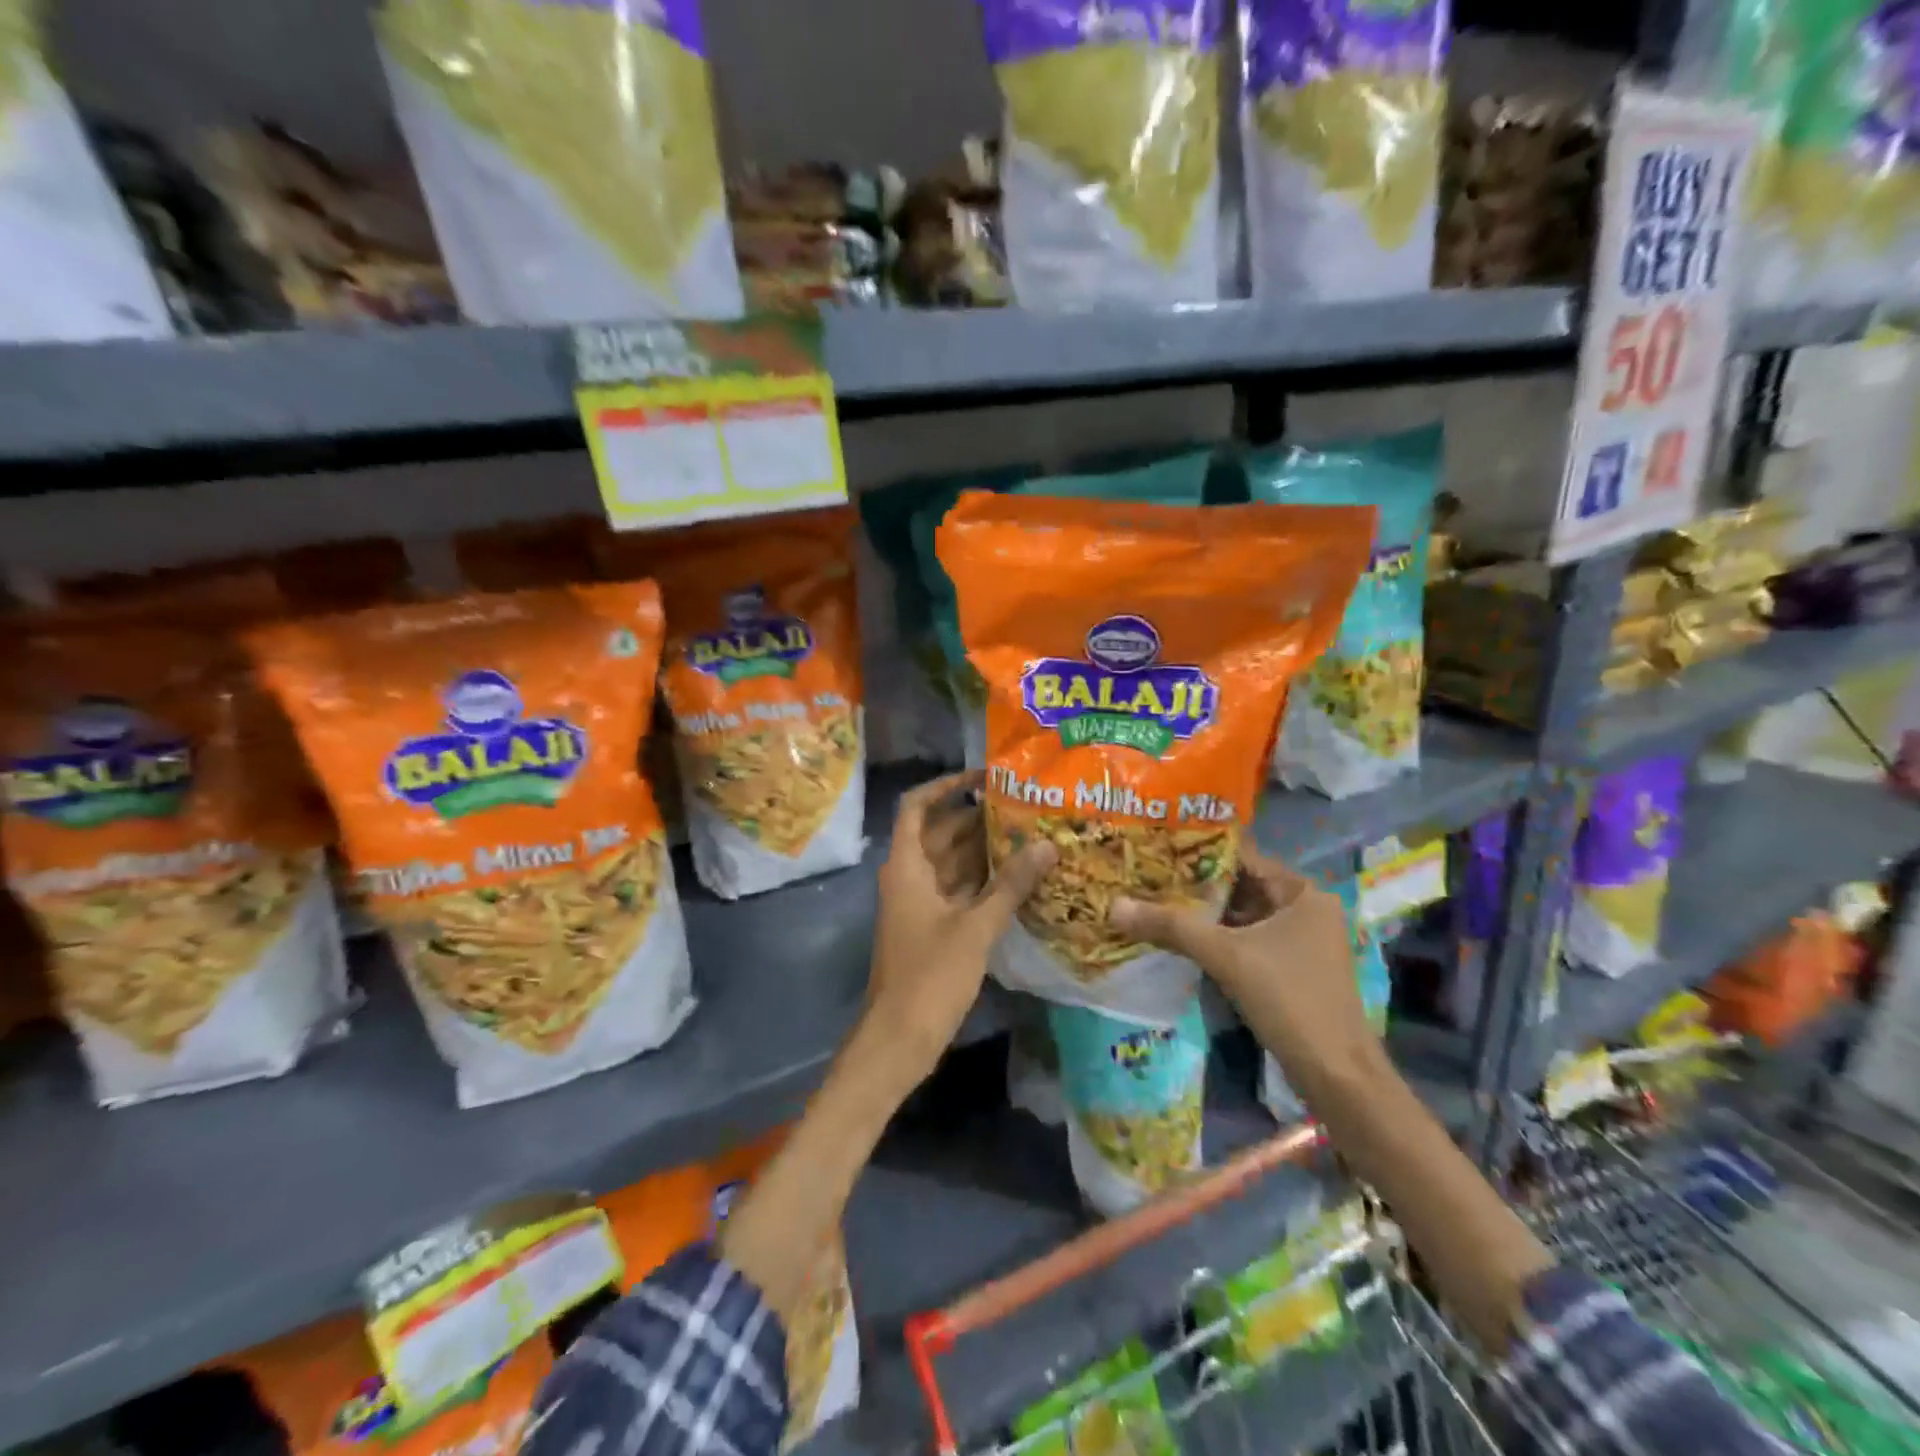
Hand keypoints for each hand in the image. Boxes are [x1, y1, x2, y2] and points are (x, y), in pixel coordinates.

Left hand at [867, 771, 1055, 1078]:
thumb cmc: (929, 976)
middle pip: (941, 833)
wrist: (898, 1039)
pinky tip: (1021, 878)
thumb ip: (1010, 885)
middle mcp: (910, 877)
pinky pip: (960, 891)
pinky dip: (985, 882)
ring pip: (953, 864)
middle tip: (1025, 805)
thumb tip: (1047, 845)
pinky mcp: (934, 928)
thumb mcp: (974, 928)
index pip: (917, 806)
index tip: (984, 777)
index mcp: (907, 866)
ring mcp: (921, 904)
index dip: (946, 785)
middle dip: (977, 817)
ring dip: (985, 850)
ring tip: (1031, 834)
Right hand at [1112, 847, 1380, 1088]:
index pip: (1243, 857)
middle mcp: (1306, 910)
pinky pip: (1246, 942)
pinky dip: (1217, 940)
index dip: (1199, 852)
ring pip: (1242, 917)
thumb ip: (1171, 926)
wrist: (1336, 1075)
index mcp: (1303, 893)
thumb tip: (1114, 905)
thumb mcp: (1225, 955)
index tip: (1156, 848)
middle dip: (1196, 886)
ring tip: (1153, 902)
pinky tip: (1179, 939)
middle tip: (1146, 876)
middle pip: (1240, 887)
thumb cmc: (1288, 999)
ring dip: (1203, 915)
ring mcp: (1300, 943)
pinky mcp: (1291, 971)